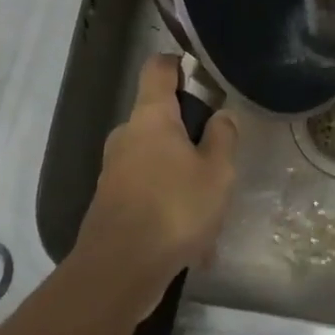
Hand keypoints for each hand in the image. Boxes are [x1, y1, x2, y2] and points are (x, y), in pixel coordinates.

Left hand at [74, 54, 237, 313]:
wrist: (118, 271)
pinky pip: (148, 191)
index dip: (180, 63)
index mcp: (151, 116)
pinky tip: (192, 243)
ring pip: (156, 160)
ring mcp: (114, 169)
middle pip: (160, 117)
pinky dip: (169, 206)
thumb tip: (221, 116)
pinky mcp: (111, 202)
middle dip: (190, 134)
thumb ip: (223, 139)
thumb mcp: (216, 173)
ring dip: (182, 177)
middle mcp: (127, 135)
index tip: (203, 75)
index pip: (159, 67)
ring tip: (210, 213)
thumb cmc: (173, 209)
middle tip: (219, 160)